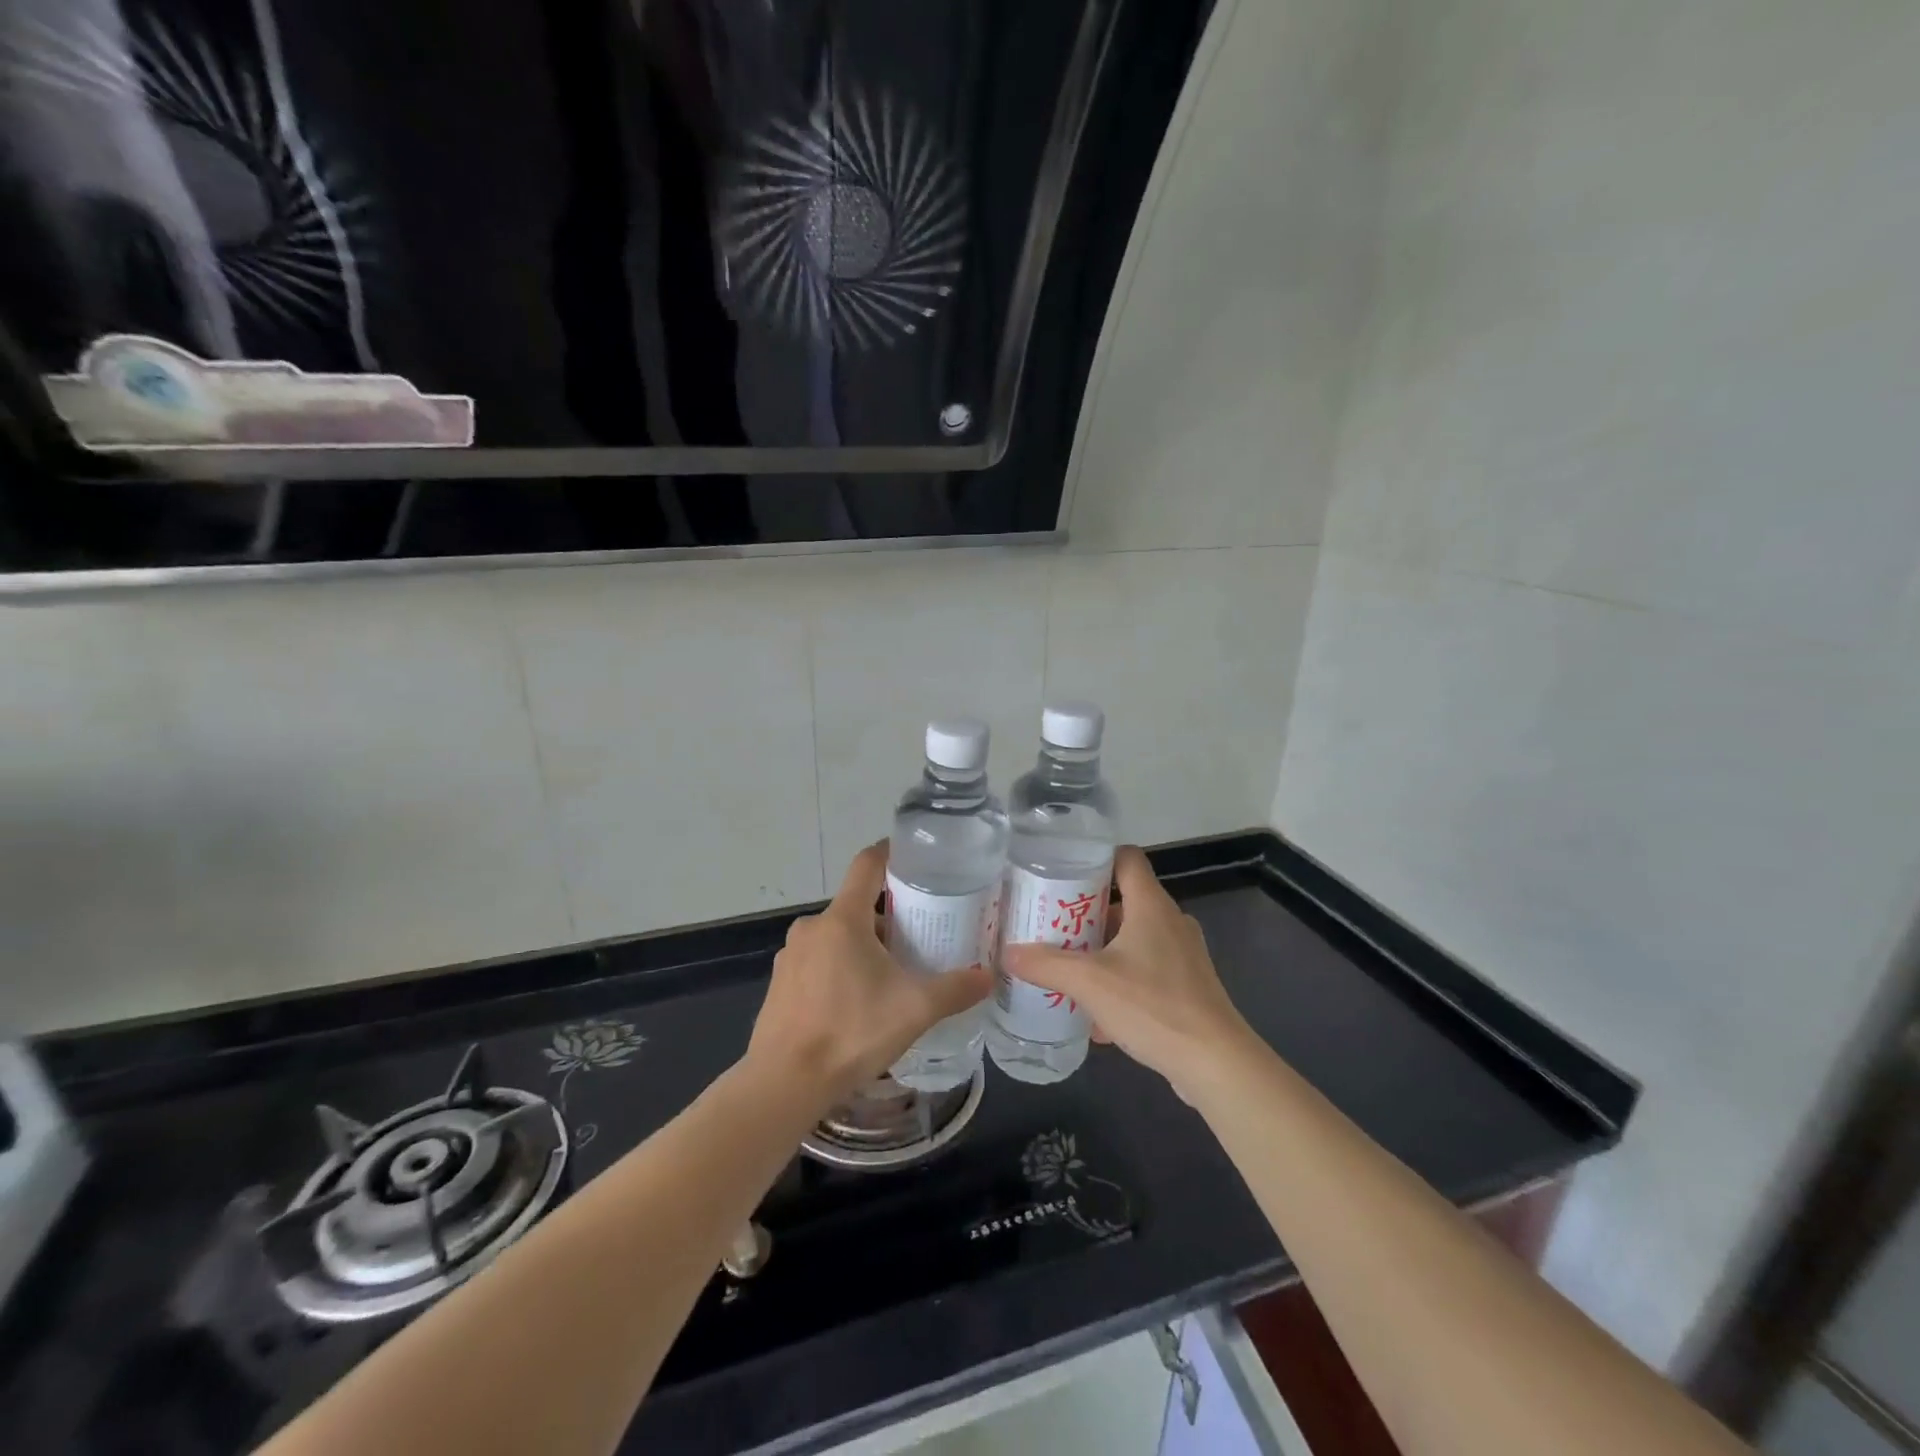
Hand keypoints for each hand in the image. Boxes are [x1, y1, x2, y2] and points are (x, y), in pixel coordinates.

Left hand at [747, 843, 991, 1108]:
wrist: (784, 1084)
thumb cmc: (851, 1033)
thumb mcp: (914, 1010)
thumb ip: (955, 989)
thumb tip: (989, 976)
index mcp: (843, 919)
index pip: (868, 864)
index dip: (892, 854)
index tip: (917, 859)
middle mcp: (813, 927)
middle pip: (856, 905)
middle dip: (888, 915)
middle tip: (920, 934)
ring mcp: (791, 956)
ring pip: (837, 936)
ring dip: (864, 946)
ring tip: (893, 973)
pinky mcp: (780, 983)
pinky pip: (818, 961)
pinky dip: (840, 968)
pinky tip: (857, 1002)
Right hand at [1002, 846, 1254, 1101]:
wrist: (1215, 1063)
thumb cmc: (1152, 1006)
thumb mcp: (1089, 983)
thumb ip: (1046, 965)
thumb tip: (1007, 952)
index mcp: (1151, 905)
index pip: (1126, 858)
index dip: (1095, 858)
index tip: (1062, 873)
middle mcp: (1170, 921)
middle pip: (1124, 899)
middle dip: (1086, 913)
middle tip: (1051, 925)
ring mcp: (1183, 954)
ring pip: (1133, 938)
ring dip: (1101, 949)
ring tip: (1067, 967)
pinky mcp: (1188, 986)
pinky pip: (1146, 969)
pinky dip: (1120, 979)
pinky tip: (1096, 1012)